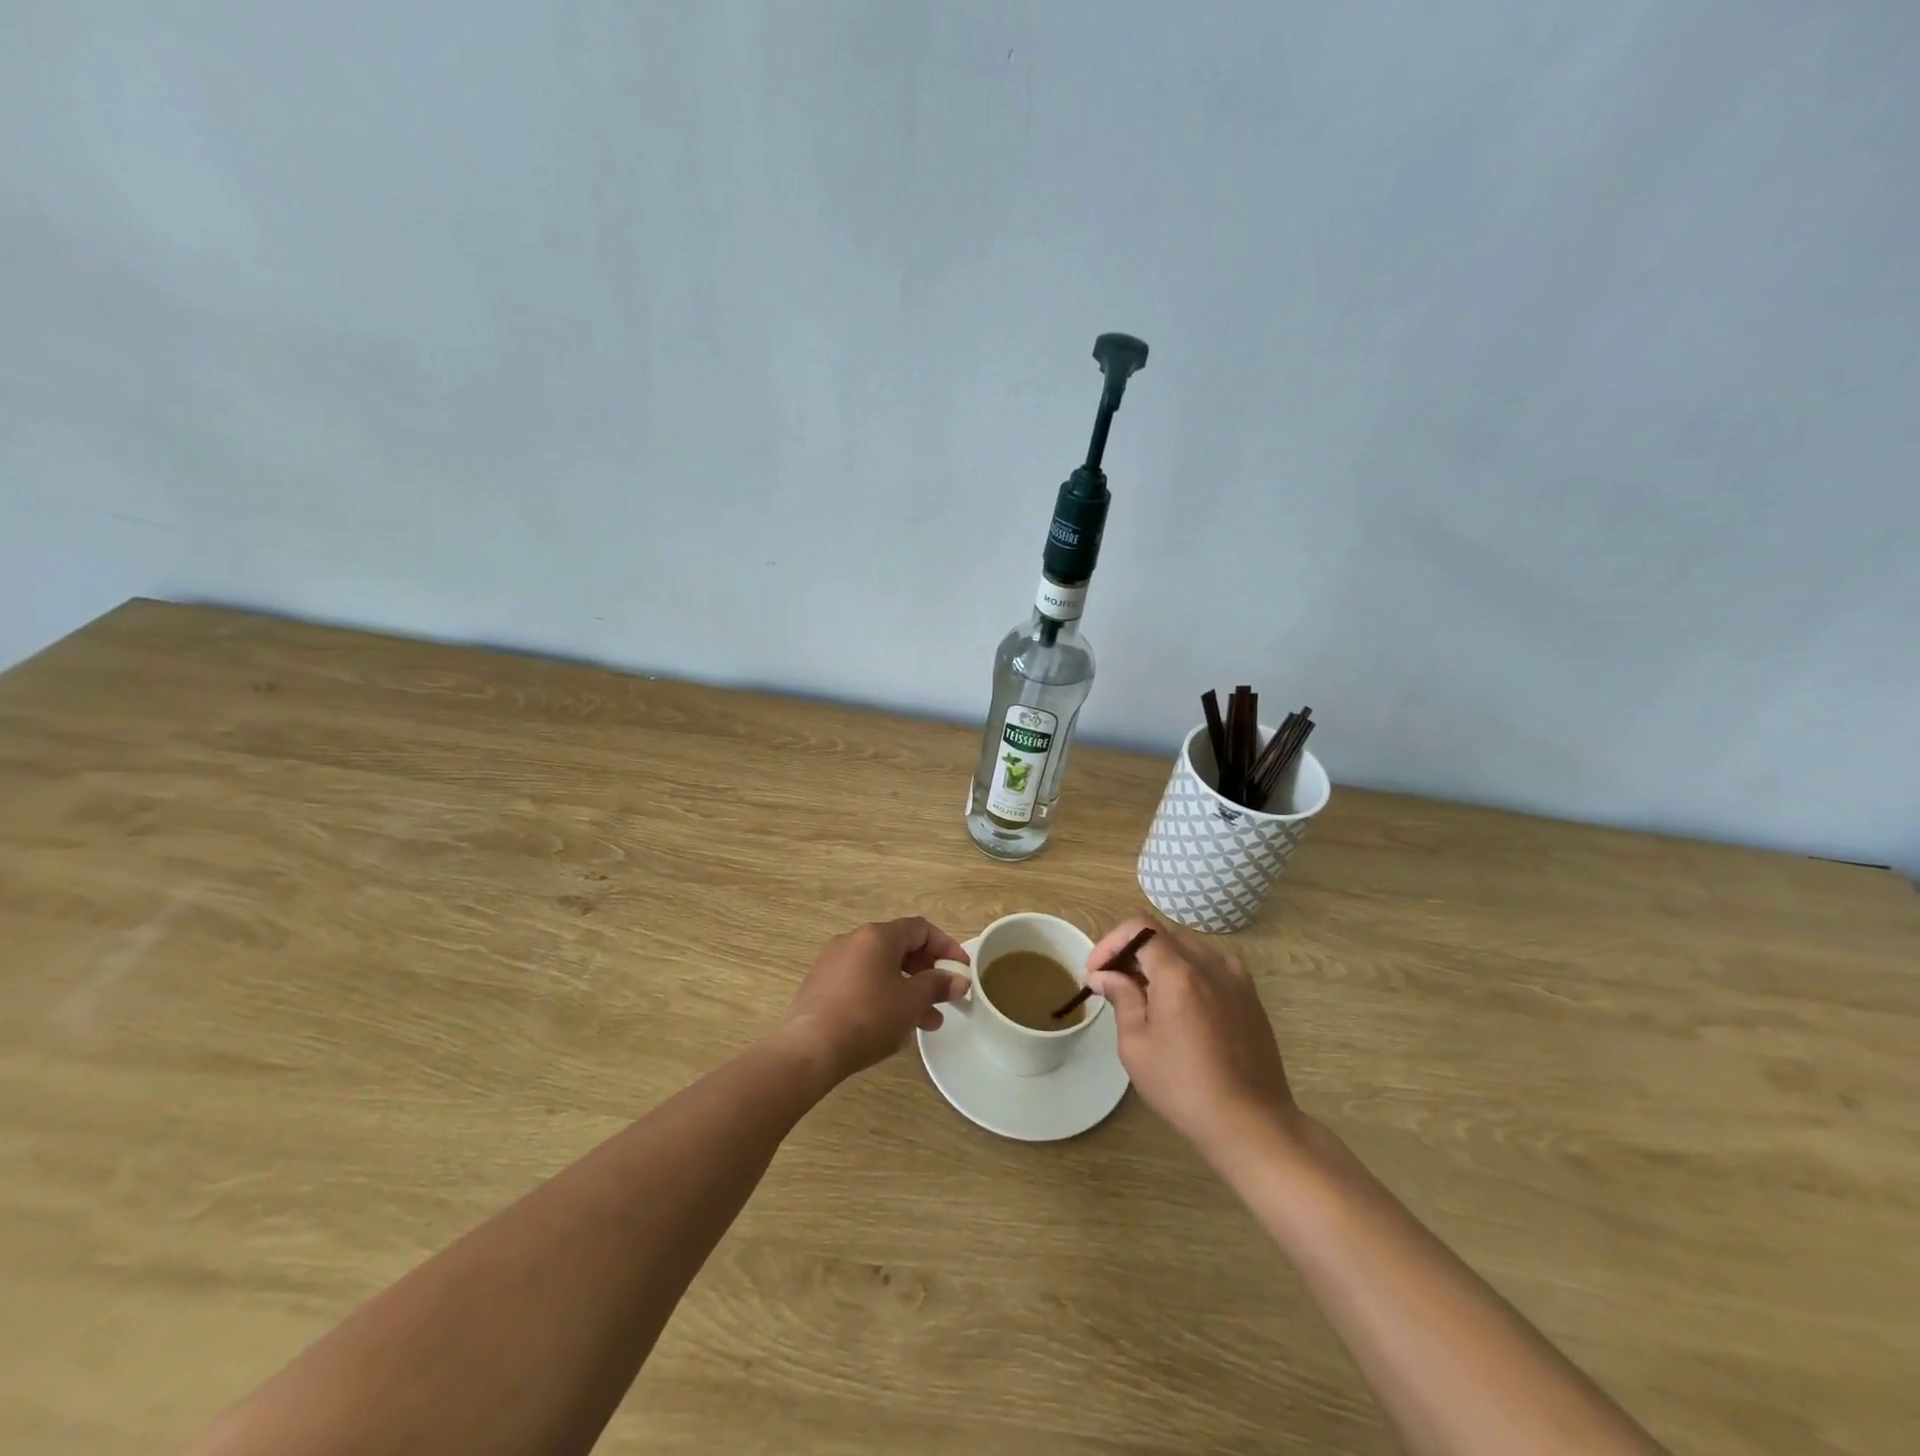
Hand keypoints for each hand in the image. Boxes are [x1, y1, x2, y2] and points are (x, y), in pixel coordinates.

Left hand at [777, 918, 970, 1082]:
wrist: (809, 1049)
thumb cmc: (868, 1017)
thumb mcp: (911, 1002)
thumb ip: (937, 985)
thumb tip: (959, 979)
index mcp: (877, 935)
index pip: (920, 929)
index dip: (946, 947)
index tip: (961, 971)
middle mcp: (853, 940)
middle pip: (900, 947)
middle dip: (926, 972)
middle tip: (943, 997)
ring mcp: (833, 962)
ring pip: (881, 968)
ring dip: (907, 989)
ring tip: (926, 1021)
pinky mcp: (821, 985)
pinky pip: (862, 981)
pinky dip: (883, 995)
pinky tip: (892, 1025)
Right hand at [1086, 916, 1299, 1161]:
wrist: (1251, 1123)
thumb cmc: (1183, 1086)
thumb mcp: (1136, 1045)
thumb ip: (1121, 998)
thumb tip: (1104, 975)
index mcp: (1178, 971)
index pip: (1139, 926)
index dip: (1111, 941)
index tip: (1097, 971)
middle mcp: (1209, 963)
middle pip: (1164, 934)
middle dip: (1133, 950)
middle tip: (1114, 982)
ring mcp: (1235, 978)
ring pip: (1189, 948)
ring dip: (1161, 960)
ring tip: (1145, 994)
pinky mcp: (1250, 996)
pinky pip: (1212, 967)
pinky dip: (1189, 972)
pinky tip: (1182, 1005)